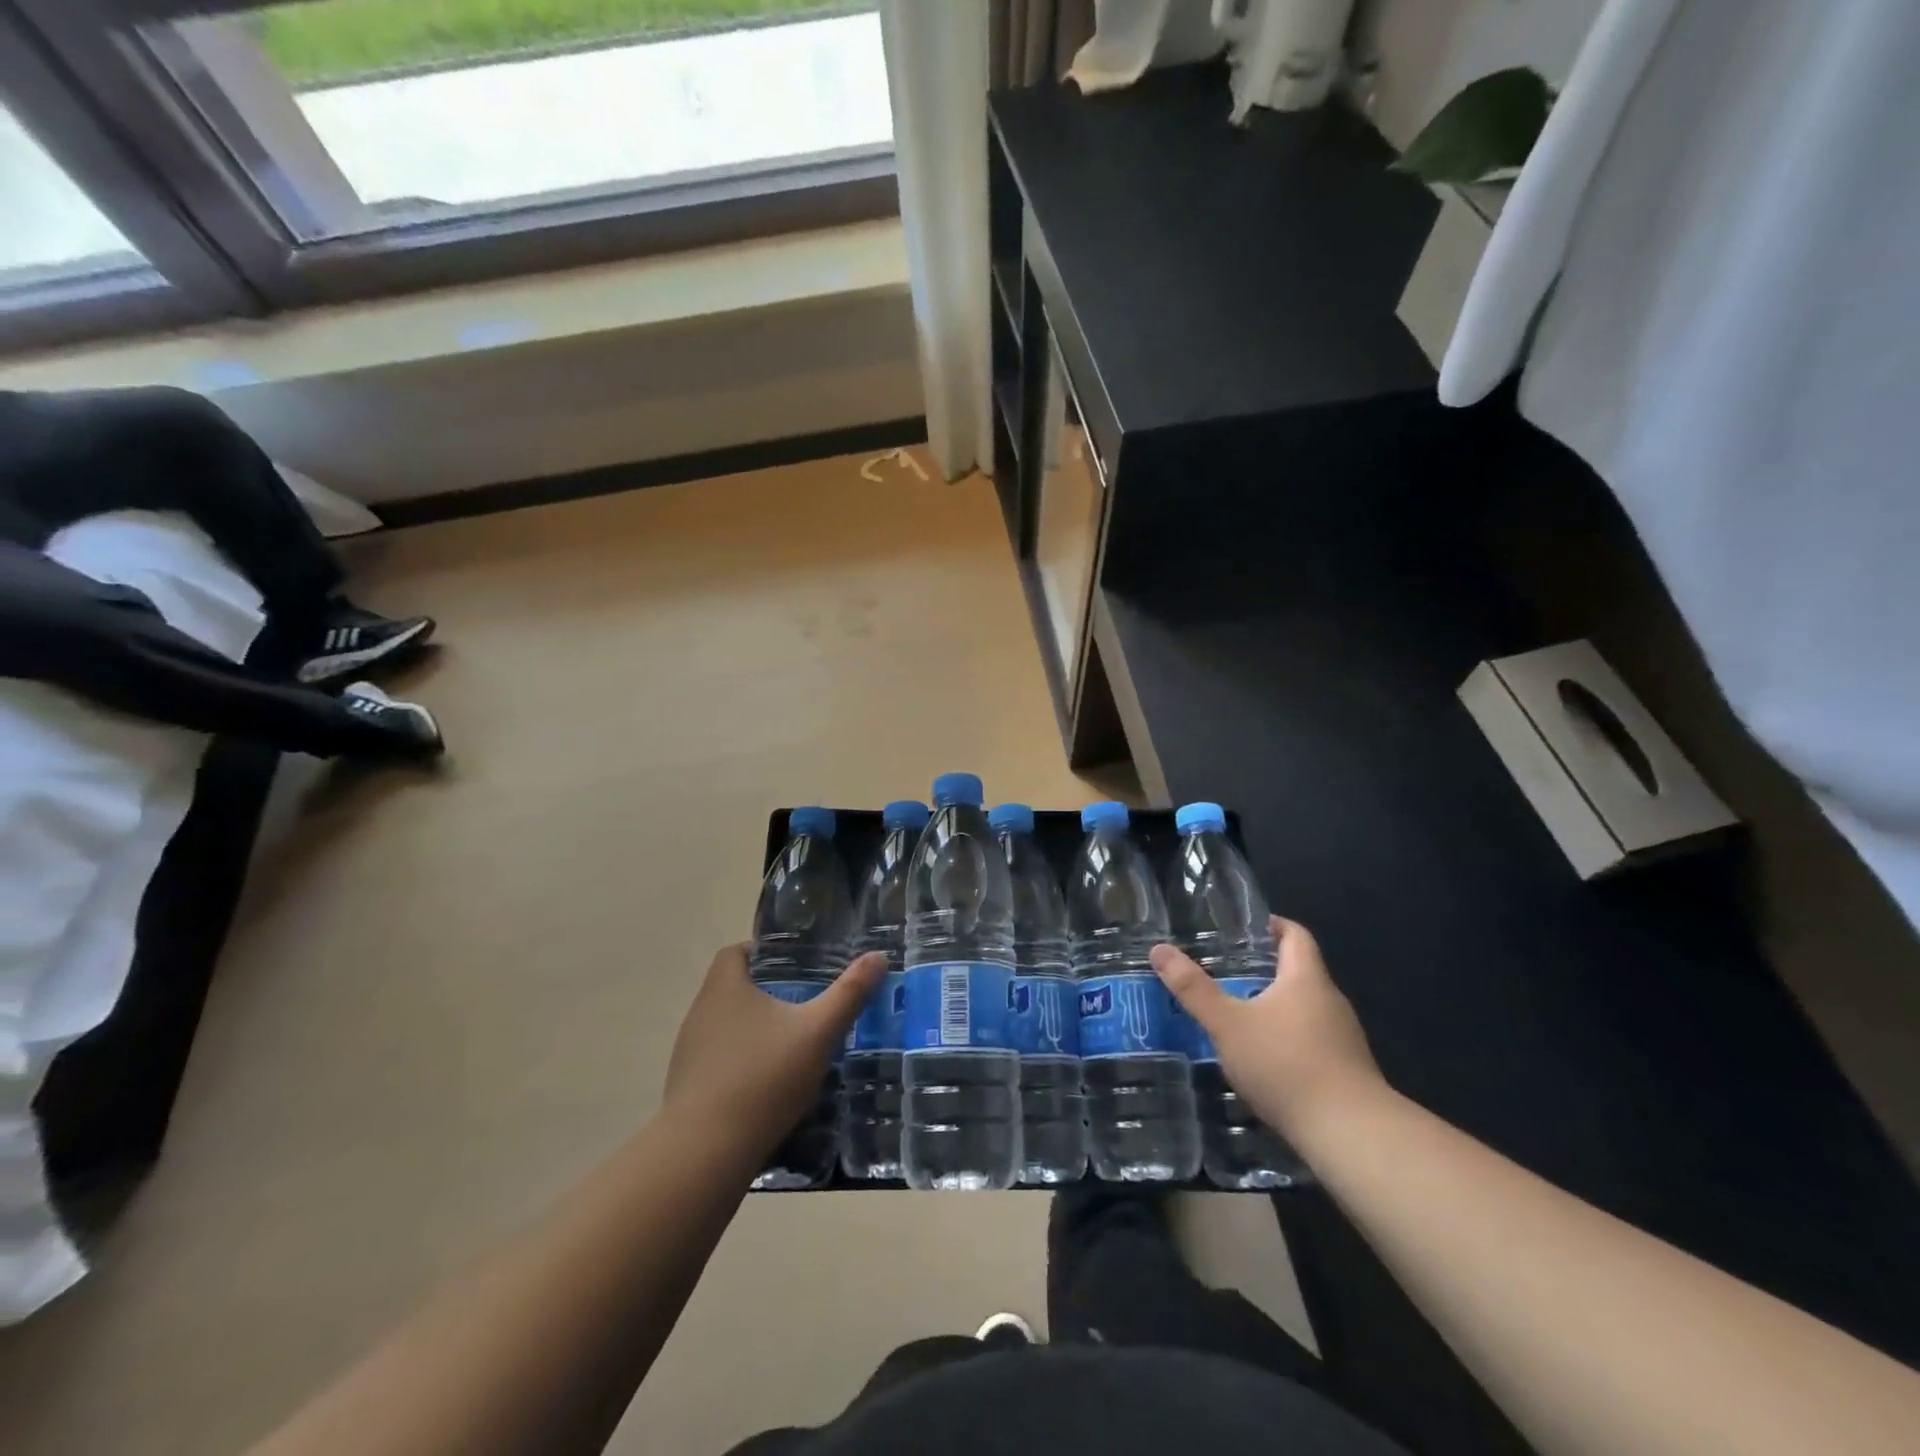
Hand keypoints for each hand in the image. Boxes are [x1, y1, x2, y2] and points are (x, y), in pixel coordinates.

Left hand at [663, 944, 885, 1156]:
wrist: (705, 1154)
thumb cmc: (763, 1078)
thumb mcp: (818, 1032)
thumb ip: (849, 994)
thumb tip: (879, 956)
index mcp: (725, 987)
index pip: (735, 952)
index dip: (764, 953)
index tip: (798, 965)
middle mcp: (701, 1012)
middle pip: (734, 988)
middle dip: (769, 992)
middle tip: (808, 1002)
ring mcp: (690, 1052)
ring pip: (728, 1026)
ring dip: (756, 1029)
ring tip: (794, 1043)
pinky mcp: (688, 1088)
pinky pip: (721, 1061)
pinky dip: (744, 1062)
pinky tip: (771, 1084)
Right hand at [1150, 917, 1385, 1141]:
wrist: (1350, 1134)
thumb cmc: (1286, 1064)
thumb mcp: (1228, 1025)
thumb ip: (1193, 989)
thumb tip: (1159, 949)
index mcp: (1306, 979)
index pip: (1296, 935)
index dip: (1273, 925)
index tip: (1247, 927)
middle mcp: (1330, 1001)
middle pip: (1300, 972)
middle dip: (1266, 970)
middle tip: (1227, 971)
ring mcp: (1343, 1038)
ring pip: (1306, 1009)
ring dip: (1276, 1007)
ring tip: (1238, 1014)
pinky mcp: (1347, 1070)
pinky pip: (1313, 1041)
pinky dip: (1288, 1039)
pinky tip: (1264, 1059)